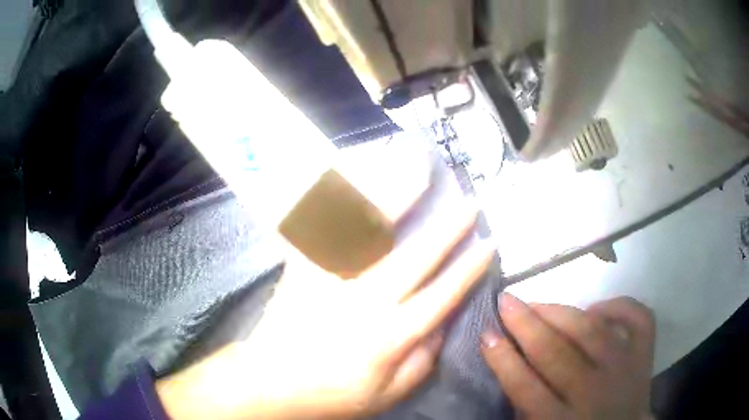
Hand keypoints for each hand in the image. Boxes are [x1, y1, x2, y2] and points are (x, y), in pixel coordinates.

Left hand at [156, 202, 494, 419]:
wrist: (272, 382)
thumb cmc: (333, 393)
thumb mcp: (388, 394)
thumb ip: (423, 360)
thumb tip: (446, 322)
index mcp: (390, 337)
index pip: (442, 296)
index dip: (469, 269)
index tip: (489, 244)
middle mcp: (365, 303)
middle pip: (415, 257)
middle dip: (448, 229)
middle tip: (469, 203)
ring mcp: (331, 280)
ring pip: (370, 231)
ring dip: (399, 197)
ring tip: (419, 168)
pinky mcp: (303, 268)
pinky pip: (325, 227)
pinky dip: (341, 198)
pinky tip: (355, 175)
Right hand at [481, 294, 654, 419]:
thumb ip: (526, 405)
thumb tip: (510, 362)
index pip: (526, 388)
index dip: (503, 359)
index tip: (486, 334)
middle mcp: (595, 393)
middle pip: (557, 354)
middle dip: (526, 325)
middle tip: (506, 301)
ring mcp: (625, 369)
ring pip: (593, 331)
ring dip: (561, 312)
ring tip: (538, 302)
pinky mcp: (644, 355)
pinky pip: (638, 318)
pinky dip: (619, 305)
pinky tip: (595, 308)